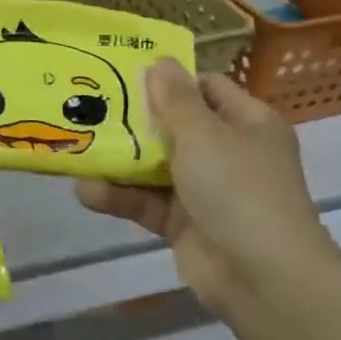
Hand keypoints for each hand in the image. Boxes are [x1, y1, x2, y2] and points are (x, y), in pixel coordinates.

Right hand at [76, 58, 338, 315]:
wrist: (263, 277)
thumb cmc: (238, 189)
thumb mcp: (204, 134)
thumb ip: (175, 99)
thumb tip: (159, 61)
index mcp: (246, 123)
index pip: (204, 88)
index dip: (167, 80)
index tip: (122, 75)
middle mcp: (228, 152)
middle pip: (172, 126)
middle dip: (130, 121)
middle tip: (86, 108)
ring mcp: (205, 190)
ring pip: (153, 165)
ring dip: (117, 162)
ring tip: (77, 152)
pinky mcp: (183, 223)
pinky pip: (145, 201)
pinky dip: (118, 196)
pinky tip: (86, 192)